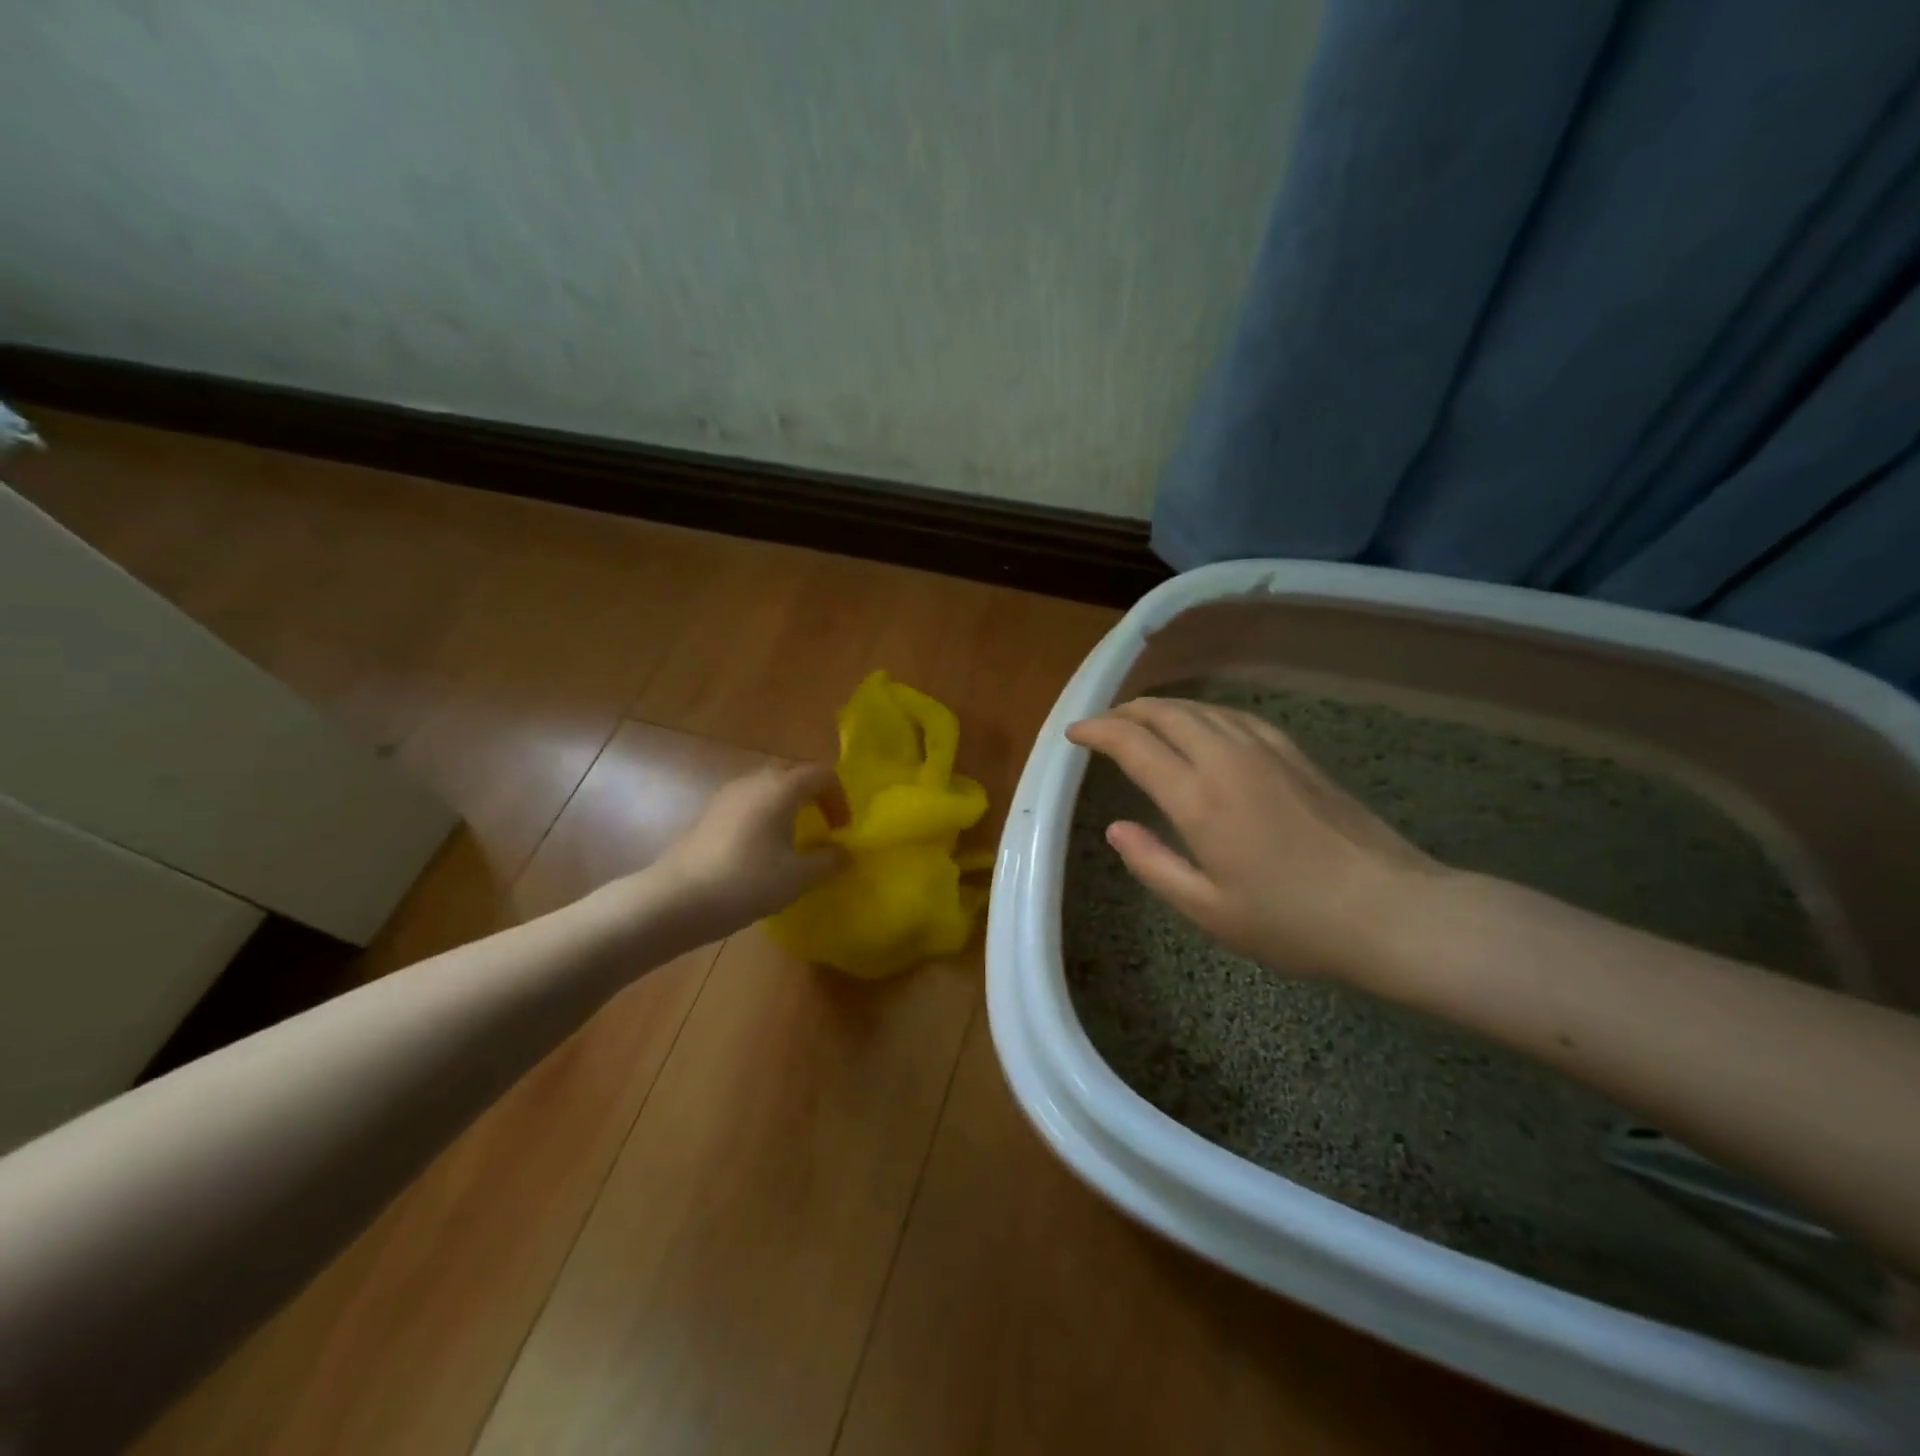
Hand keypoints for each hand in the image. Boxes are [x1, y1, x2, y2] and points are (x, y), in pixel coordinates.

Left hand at [646, 763, 848, 943]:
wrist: (676, 899)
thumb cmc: (746, 882)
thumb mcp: (798, 877)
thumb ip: (828, 861)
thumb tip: (845, 852)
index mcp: (780, 788)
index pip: (822, 774)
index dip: (840, 798)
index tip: (842, 830)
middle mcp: (753, 781)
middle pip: (794, 775)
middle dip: (814, 797)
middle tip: (824, 827)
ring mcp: (727, 795)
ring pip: (768, 788)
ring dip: (788, 806)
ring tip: (794, 839)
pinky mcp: (709, 814)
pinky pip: (748, 803)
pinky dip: (765, 816)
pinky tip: (762, 850)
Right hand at [1066, 698, 1448, 990]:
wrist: (1390, 910)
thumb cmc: (1291, 921)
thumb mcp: (1208, 909)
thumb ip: (1153, 864)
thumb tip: (1115, 827)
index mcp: (1198, 798)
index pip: (1133, 744)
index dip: (1098, 732)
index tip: (1074, 734)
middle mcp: (1227, 760)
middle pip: (1166, 714)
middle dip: (1126, 711)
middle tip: (1102, 724)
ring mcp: (1266, 751)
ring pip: (1201, 709)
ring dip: (1163, 707)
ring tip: (1141, 718)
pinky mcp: (1295, 754)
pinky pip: (1235, 716)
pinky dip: (1203, 713)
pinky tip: (1202, 725)